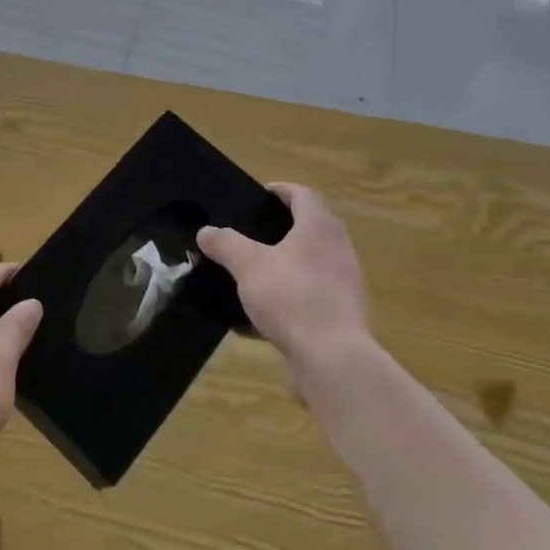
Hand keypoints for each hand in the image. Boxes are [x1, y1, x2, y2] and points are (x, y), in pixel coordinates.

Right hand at [198, 183, 369, 369]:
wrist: (333, 359)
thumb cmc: (291, 297)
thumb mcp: (248, 265)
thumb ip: (226, 244)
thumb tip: (206, 232)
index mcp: (319, 227)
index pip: (303, 194)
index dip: (281, 190)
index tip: (260, 196)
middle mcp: (338, 249)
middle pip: (310, 228)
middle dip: (281, 230)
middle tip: (251, 235)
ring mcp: (344, 284)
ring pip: (309, 265)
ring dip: (284, 266)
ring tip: (252, 276)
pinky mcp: (342, 315)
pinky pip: (310, 298)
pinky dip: (287, 300)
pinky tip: (259, 320)